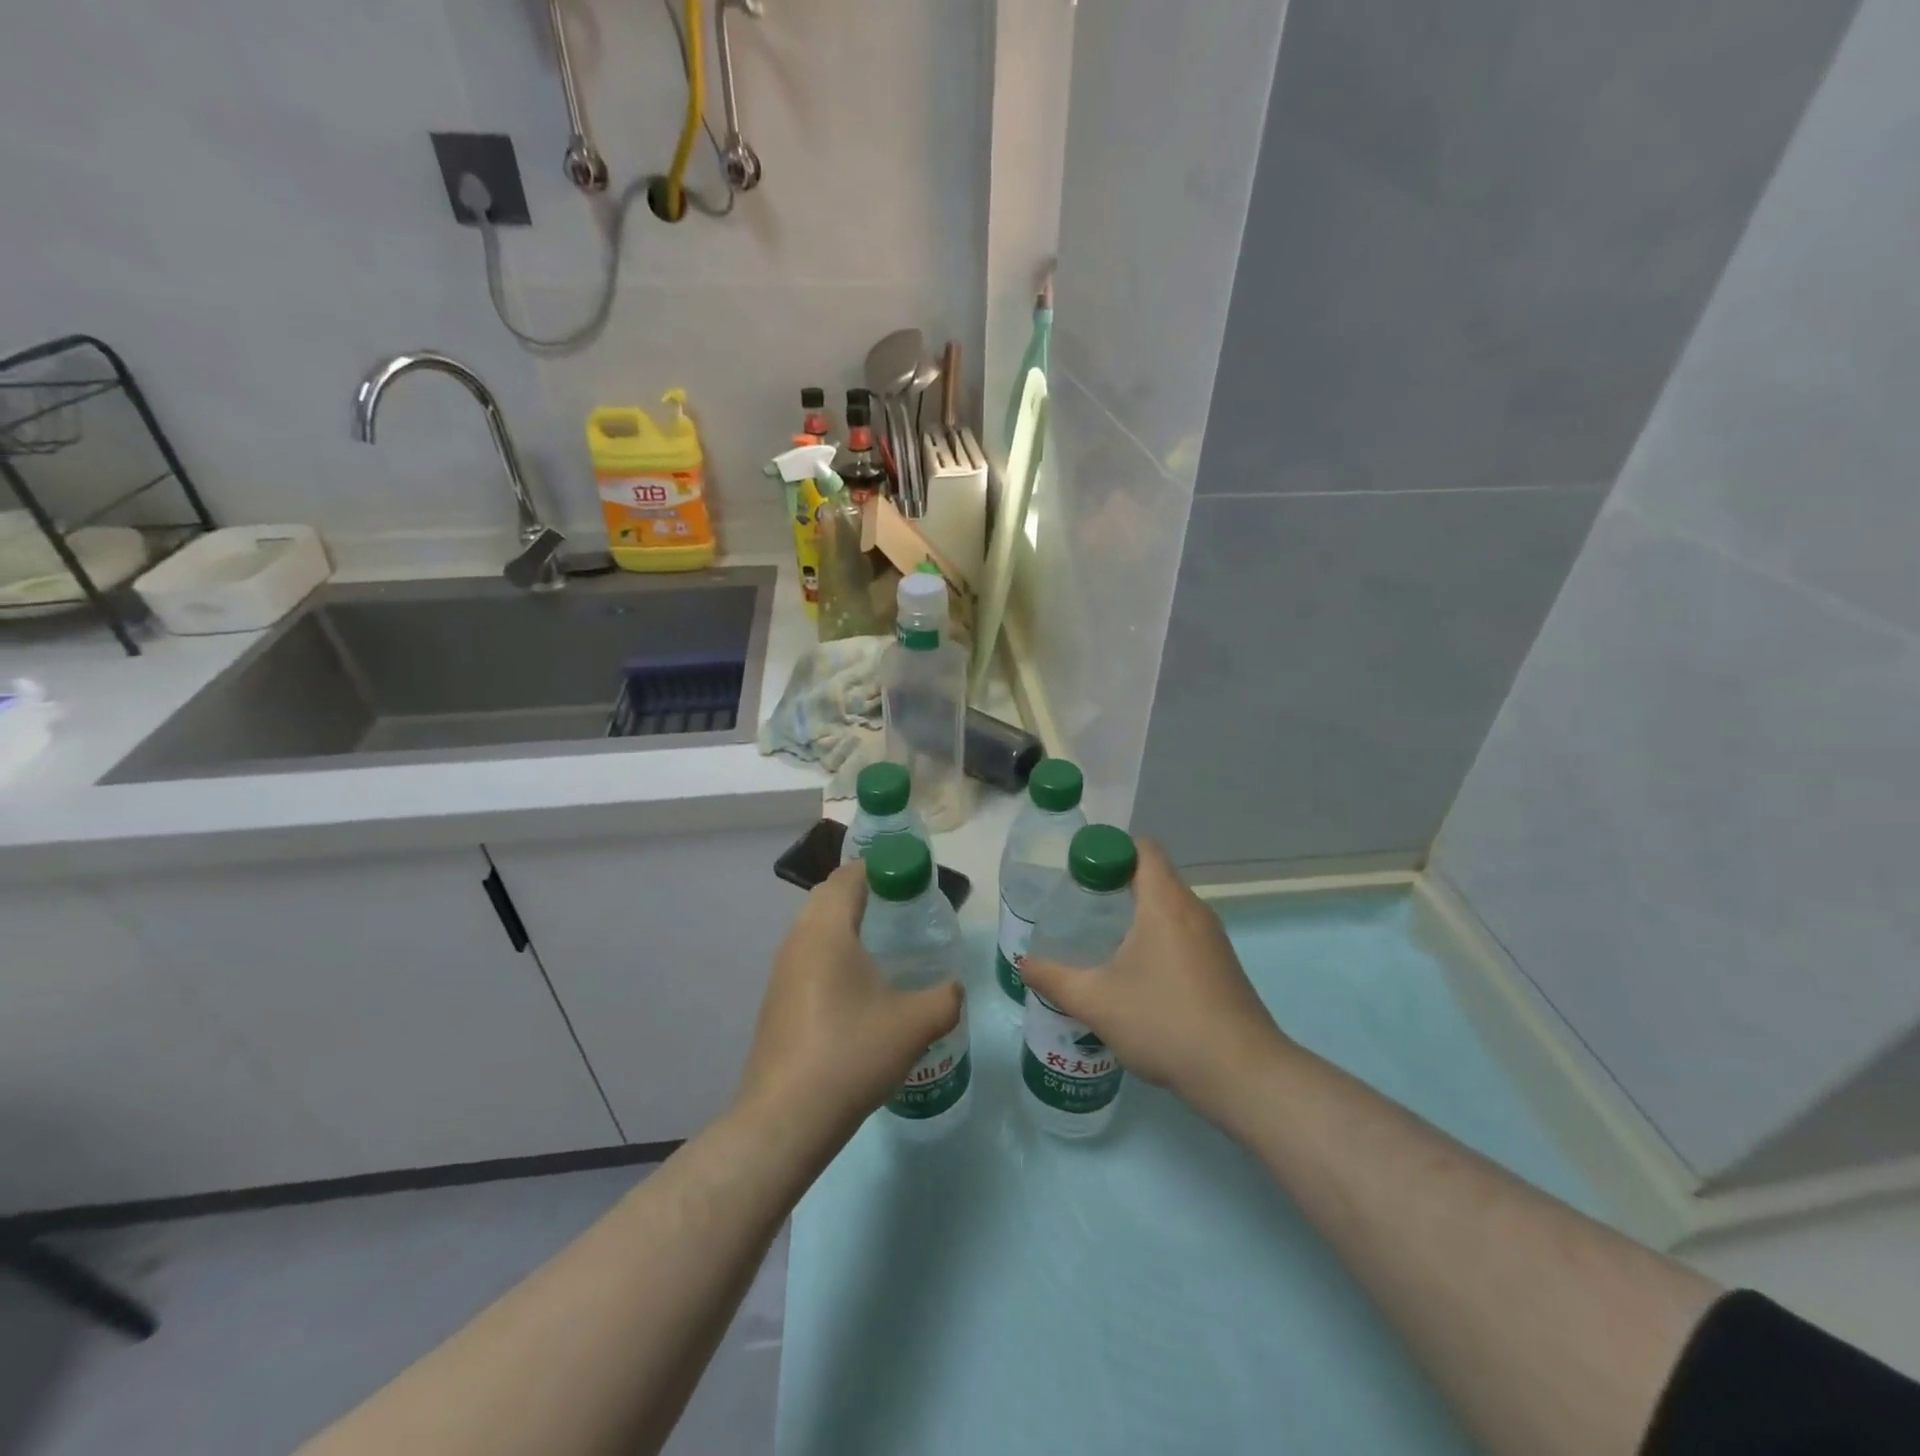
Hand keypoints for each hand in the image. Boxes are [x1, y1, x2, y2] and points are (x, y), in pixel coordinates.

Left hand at [735, 863, 962, 1141]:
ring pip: (815, 928)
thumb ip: (945, 997)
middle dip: (864, 893)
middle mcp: (798, 940)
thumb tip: (954, 989)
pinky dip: (832, 954)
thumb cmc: (851, 1054)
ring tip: (884, 946)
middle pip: (829, 896)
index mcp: (828, 930)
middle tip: (902, 908)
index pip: (849, 876)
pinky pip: (807, 957)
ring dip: (846, 925)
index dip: (880, 867)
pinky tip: (858, 987)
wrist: (786, 1118)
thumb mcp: (915, 1024)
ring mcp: (781, 971)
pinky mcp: (776, 1000)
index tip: (910, 878)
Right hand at [1020, 839, 1292, 1124]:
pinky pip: (1183, 933)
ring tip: (1100, 939)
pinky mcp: (1222, 966)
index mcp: (1165, 903)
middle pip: (1153, 876)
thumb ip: (1055, 979)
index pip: (1142, 849)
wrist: (1242, 1073)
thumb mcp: (1096, 1002)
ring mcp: (1213, 939)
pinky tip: (1135, 974)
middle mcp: (1194, 910)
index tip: (1078, 873)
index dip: (1108, 850)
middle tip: (1079, 906)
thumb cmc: (1165, 1022)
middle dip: (1115, 883)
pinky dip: (1156, 937)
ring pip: (1169, 907)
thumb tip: (1024, 963)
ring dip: (1136, 913)